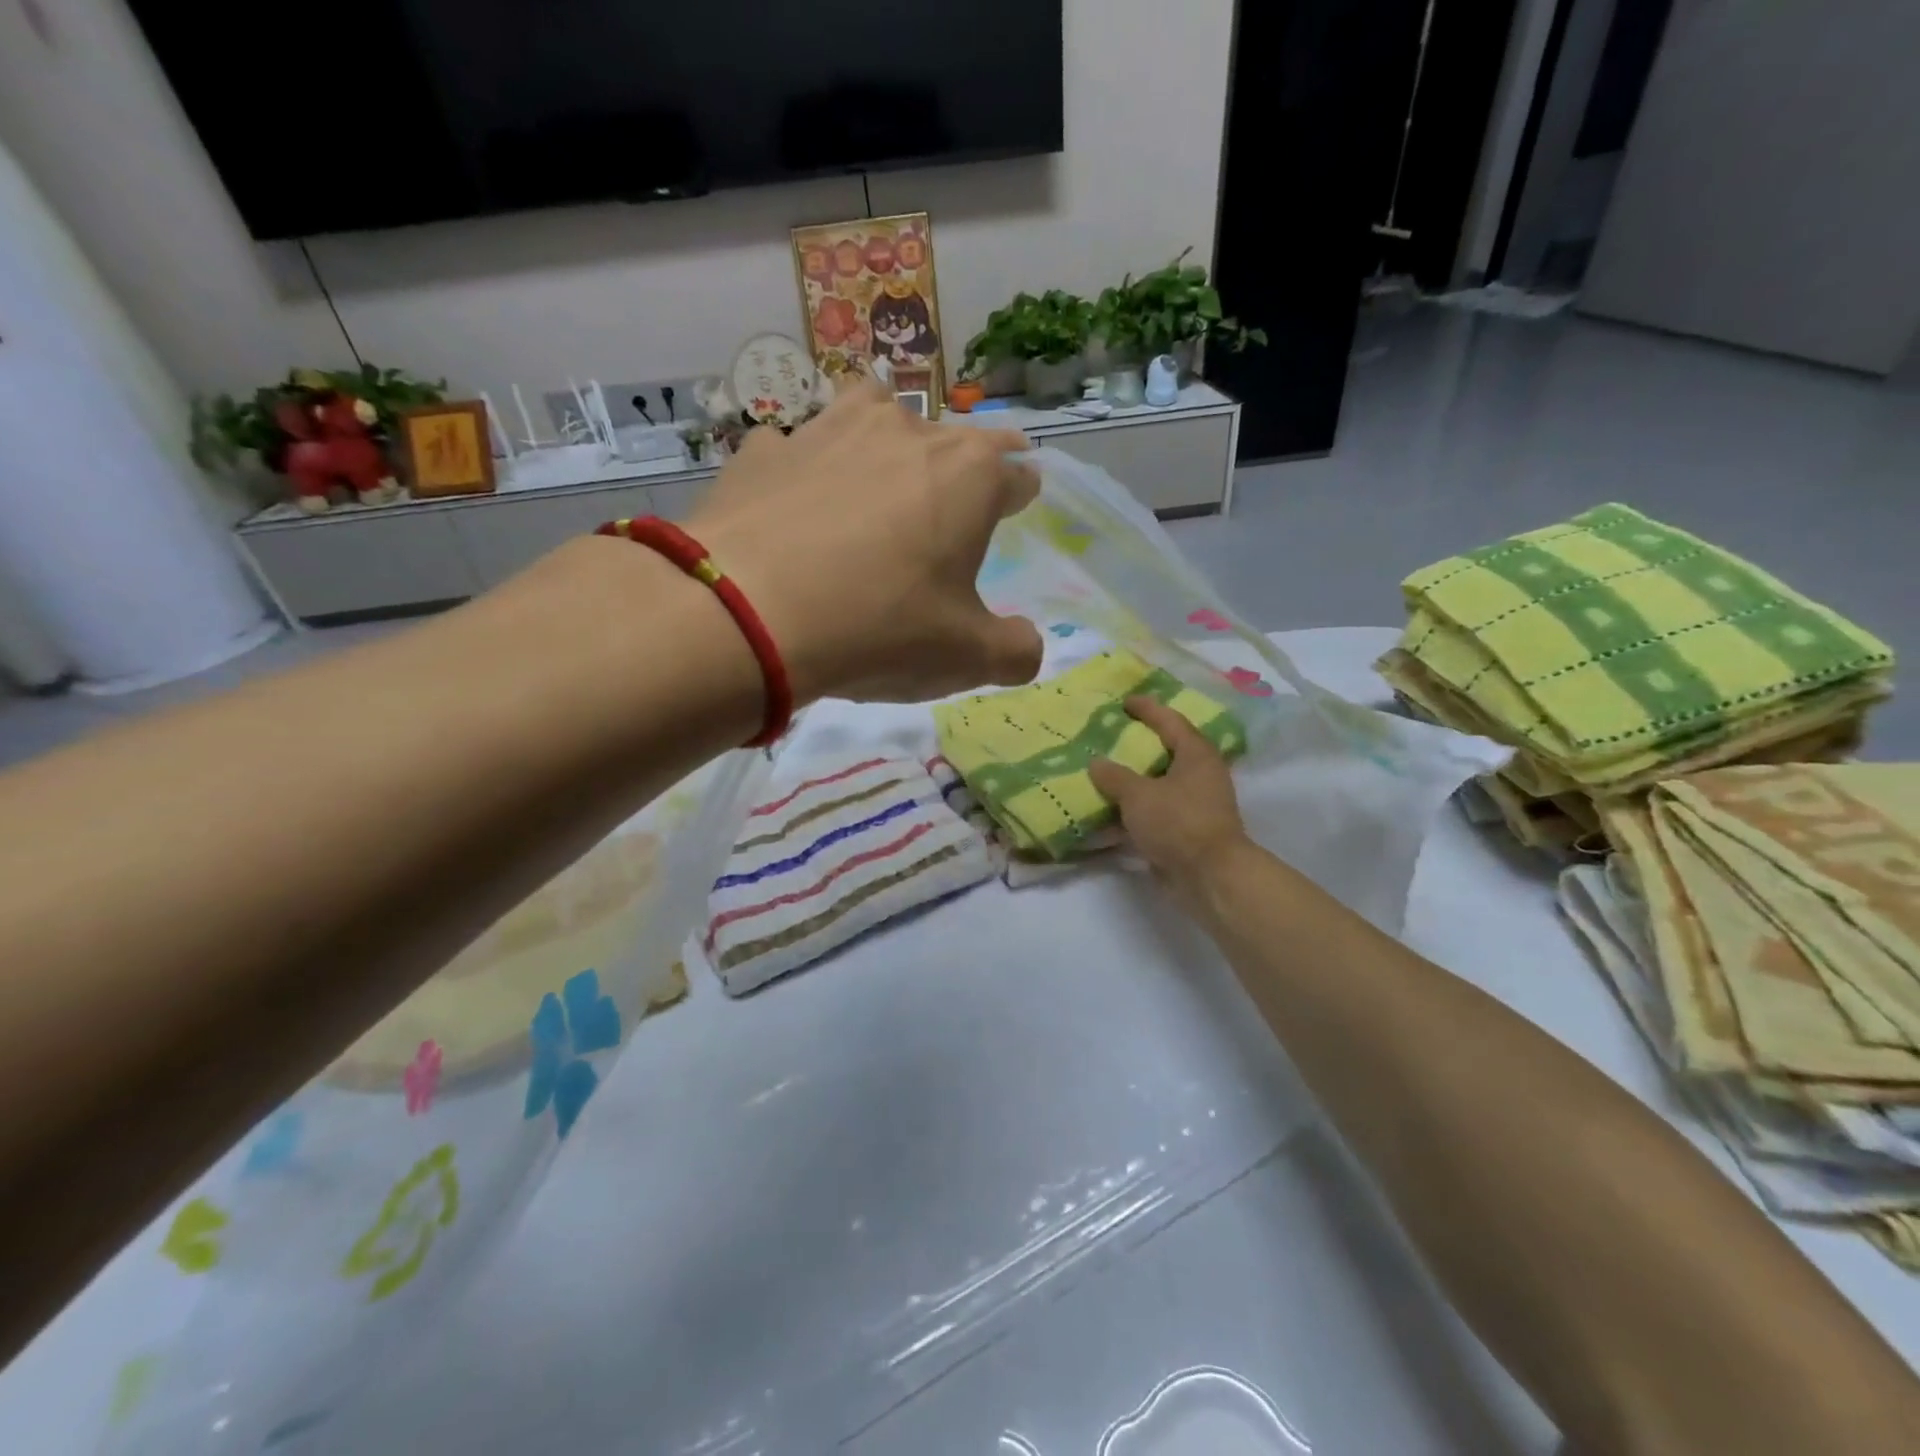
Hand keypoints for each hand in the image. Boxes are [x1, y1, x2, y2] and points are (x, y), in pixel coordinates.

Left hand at [687, 378, 1042, 703]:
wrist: (746, 615)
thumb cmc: (878, 628)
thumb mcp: (965, 658)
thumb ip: (1013, 651)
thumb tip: (1027, 647)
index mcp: (968, 475)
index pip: (1015, 471)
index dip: (1019, 492)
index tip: (1017, 504)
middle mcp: (904, 432)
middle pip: (951, 437)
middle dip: (961, 467)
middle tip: (952, 503)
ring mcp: (828, 430)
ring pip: (874, 412)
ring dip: (886, 439)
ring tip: (879, 475)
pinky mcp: (764, 451)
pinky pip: (798, 449)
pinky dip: (806, 471)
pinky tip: (795, 504)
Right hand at [1089, 697, 1250, 895]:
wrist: (1210, 876)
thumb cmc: (1178, 823)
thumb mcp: (1138, 795)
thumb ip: (1114, 777)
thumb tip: (1096, 763)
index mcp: (1196, 754)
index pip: (1170, 721)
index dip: (1147, 709)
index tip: (1125, 701)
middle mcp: (1202, 774)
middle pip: (1168, 750)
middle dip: (1141, 744)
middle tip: (1113, 735)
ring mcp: (1198, 804)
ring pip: (1162, 783)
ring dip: (1137, 779)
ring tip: (1107, 772)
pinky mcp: (1189, 830)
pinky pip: (1158, 810)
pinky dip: (1138, 808)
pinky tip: (1112, 811)